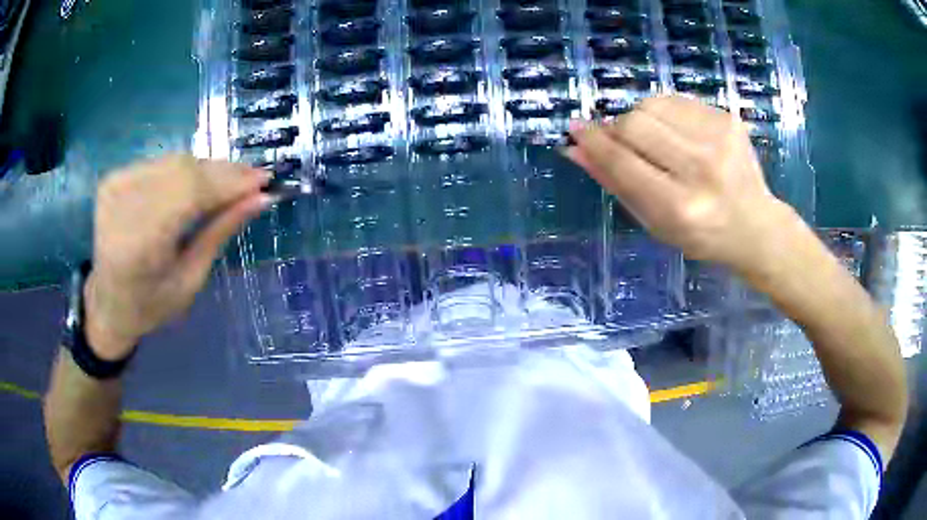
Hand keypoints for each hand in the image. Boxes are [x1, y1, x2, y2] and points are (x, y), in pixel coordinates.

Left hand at [83, 155, 271, 359]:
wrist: (107, 302)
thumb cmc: (151, 305)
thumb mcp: (190, 280)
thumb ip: (220, 233)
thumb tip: (261, 198)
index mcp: (139, 247)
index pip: (190, 194)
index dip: (229, 183)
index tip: (265, 180)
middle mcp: (122, 208)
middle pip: (183, 170)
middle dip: (223, 172)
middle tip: (254, 179)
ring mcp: (114, 187)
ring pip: (174, 161)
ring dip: (207, 169)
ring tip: (232, 181)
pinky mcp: (113, 178)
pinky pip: (160, 163)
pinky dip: (185, 169)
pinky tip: (199, 182)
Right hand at [566, 95, 799, 272]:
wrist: (755, 226)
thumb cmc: (700, 235)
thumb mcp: (654, 223)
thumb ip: (615, 183)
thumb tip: (574, 149)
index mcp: (680, 206)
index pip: (623, 162)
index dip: (594, 142)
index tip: (576, 128)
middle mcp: (701, 169)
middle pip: (635, 123)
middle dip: (618, 129)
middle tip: (623, 142)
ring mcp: (718, 139)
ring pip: (652, 104)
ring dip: (642, 118)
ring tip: (656, 140)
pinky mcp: (728, 118)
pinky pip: (676, 100)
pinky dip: (665, 113)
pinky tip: (677, 133)